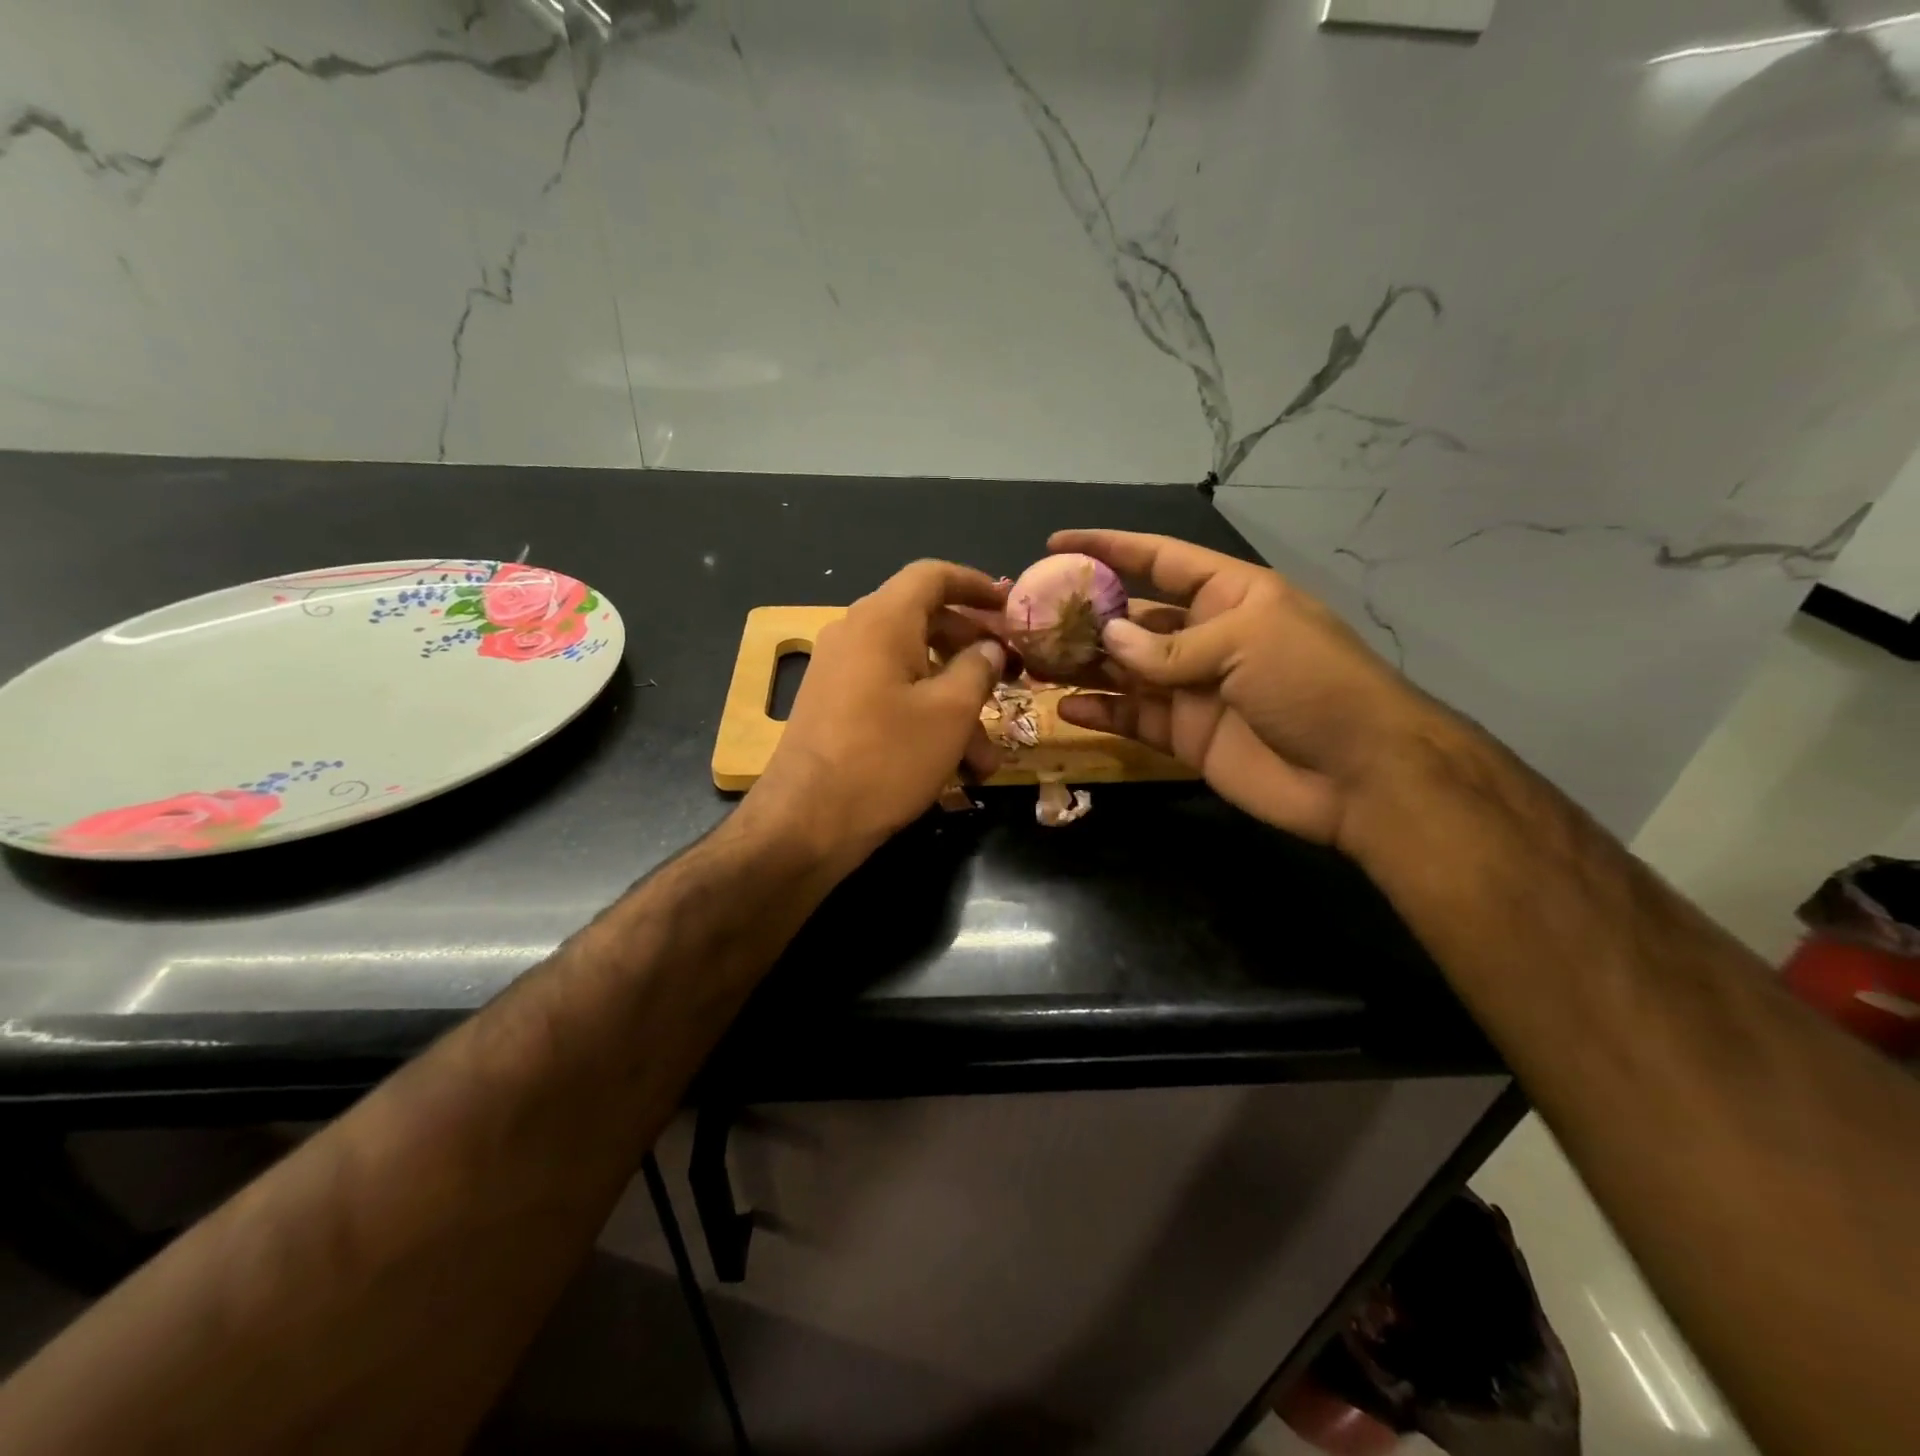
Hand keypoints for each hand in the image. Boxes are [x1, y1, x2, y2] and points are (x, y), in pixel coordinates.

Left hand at [745, 560, 1010, 868]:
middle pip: (926, 622)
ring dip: (956, 704)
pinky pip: (891, 696)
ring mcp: (841, 673)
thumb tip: (990, 647)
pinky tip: (955, 767)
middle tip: (1013, 675)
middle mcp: (856, 635)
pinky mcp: (835, 708)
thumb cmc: (886, 759)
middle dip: (974, 651)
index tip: (1011, 605)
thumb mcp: (950, 713)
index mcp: (882, 620)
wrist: (806, 822)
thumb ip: (978, 669)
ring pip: (913, 670)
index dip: (976, 584)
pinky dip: (926, 718)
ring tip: (988, 755)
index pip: (933, 576)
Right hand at [1051, 529, 1442, 847]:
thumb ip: (1171, 645)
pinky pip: (1133, 718)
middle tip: (1030, 615)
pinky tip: (1064, 705)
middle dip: (1084, 614)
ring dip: (1082, 663)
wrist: (1360, 776)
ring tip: (1033, 659)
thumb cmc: (1313, 685)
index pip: (1159, 559)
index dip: (1109, 547)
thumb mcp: (1247, 643)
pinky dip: (1100, 712)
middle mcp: (1206, 636)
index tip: (1057, 543)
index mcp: (1229, 595)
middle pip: (1132, 617)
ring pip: (1124, 670)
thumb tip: (1108, 640)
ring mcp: (1193, 689)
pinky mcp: (1185, 735)